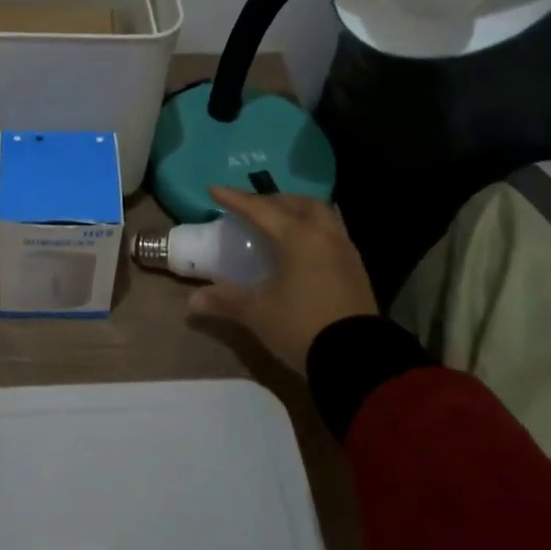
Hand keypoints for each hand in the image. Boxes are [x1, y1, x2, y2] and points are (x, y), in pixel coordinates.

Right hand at [186, 186, 377, 371]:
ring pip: (320, 213)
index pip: (260, 209)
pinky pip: (332, 231)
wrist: (357, 360)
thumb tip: (193, 301)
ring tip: (279, 220)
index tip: (213, 189)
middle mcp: (323, 234)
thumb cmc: (302, 327)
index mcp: (298, 237)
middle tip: (251, 207)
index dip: (235, 199)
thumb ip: (227, 300)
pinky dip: (313, 227)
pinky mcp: (356, 267)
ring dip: (297, 209)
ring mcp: (344, 249)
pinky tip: (303, 247)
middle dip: (271, 200)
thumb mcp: (258, 313)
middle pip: (296, 203)